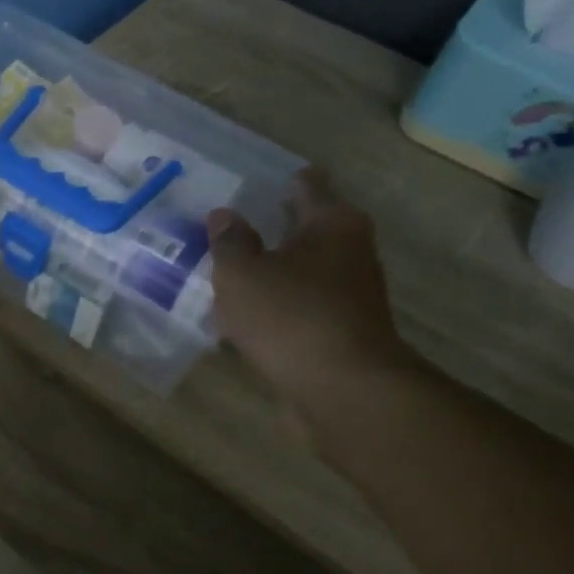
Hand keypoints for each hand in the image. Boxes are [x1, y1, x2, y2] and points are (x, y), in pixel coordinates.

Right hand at [208, 171, 417, 414]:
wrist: (343, 392)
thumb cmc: (290, 316)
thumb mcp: (242, 272)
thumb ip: (229, 241)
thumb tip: (224, 215)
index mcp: (332, 223)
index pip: (307, 184)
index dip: (279, 180)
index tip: (249, 181)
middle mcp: (349, 252)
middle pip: (305, 229)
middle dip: (270, 227)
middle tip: (225, 226)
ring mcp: (348, 296)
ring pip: (300, 272)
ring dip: (270, 272)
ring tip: (225, 272)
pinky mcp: (339, 333)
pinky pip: (298, 309)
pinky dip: (275, 308)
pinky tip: (241, 318)